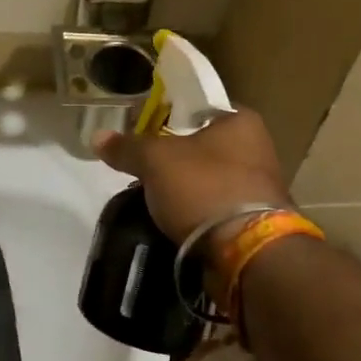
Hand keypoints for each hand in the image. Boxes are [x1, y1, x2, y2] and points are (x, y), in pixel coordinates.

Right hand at [93, 109, 291, 254]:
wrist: (246, 251)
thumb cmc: (204, 187)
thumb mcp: (156, 161)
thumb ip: (128, 147)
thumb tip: (98, 137)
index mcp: (242, 121)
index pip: (202, 109)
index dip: (173, 117)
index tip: (149, 131)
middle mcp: (260, 147)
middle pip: (207, 146)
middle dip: (179, 158)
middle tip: (148, 167)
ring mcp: (262, 187)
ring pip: (213, 178)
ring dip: (189, 188)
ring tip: (157, 198)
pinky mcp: (259, 221)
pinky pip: (220, 207)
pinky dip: (200, 212)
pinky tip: (177, 220)